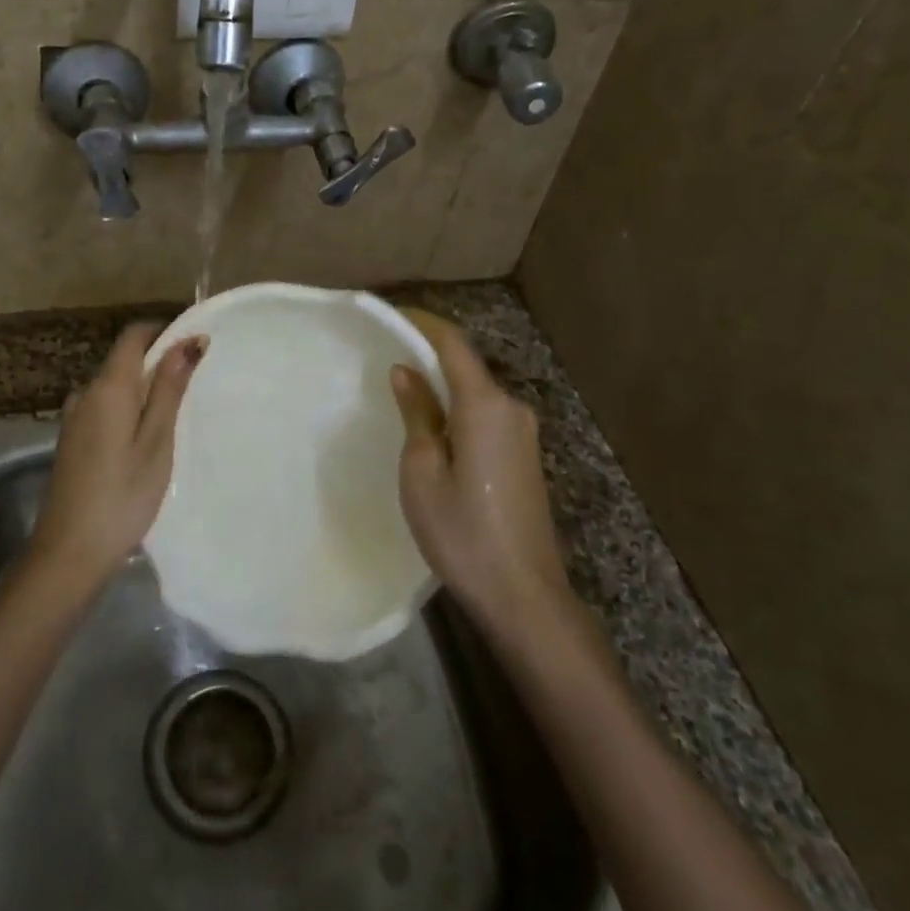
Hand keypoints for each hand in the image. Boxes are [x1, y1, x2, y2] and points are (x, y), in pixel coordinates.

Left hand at [30, 323, 205, 589]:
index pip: (134, 335)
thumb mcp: (157, 441)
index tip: (196, 344)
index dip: (164, 330)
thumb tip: (188, 340)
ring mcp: (73, 417)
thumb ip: (169, 388)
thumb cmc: (122, 496)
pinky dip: (128, 409)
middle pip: (124, 359)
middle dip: (159, 362)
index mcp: (108, 387)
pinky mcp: (71, 439)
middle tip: (195, 386)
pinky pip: (104, 407)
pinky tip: (145, 438)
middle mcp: (85, 393)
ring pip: (115, 386)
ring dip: (144, 389)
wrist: (68, 553)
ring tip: (176, 416)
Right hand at [391, 310, 569, 626]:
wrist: (524, 595)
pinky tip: (433, 425)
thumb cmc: (463, 533)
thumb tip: (407, 371)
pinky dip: (457, 407)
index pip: (452, 344)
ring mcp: (523, 432)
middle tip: (385, 354)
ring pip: (475, 391)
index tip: (390, 315)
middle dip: (427, 353)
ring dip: (442, 382)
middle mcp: (511, 407)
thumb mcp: (423, 472)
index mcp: (486, 405)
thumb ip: (417, 413)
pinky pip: (486, 414)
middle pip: (465, 365)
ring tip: (401, 389)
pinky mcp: (525, 454)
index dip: (421, 323)